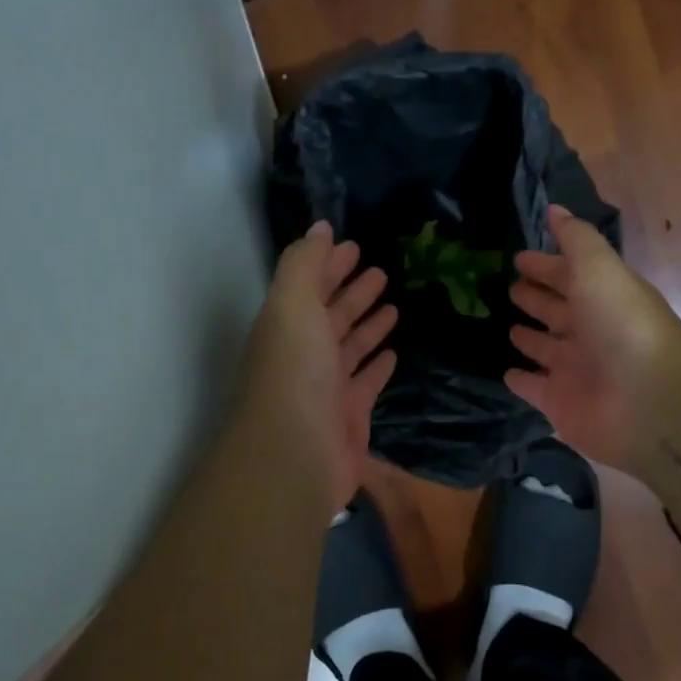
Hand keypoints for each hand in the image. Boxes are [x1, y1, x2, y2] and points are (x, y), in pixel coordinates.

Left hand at [239, 222, 397, 510]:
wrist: (295, 453)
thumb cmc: (294, 370)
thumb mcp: (292, 304)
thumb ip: (304, 263)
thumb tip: (320, 227)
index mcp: (287, 324)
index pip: (311, 286)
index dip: (329, 264)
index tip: (354, 246)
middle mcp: (305, 352)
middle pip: (332, 314)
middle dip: (352, 291)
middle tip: (380, 270)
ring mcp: (327, 385)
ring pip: (351, 345)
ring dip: (368, 323)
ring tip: (393, 304)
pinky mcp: (350, 413)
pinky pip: (367, 381)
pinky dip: (378, 364)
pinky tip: (393, 351)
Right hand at [505, 205, 680, 469]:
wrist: (649, 401)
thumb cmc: (622, 324)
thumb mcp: (599, 268)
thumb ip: (576, 239)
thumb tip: (554, 209)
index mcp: (601, 296)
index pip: (569, 275)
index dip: (546, 265)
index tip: (518, 257)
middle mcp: (590, 331)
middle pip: (557, 310)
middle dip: (536, 297)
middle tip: (509, 287)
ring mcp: (575, 369)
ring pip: (546, 348)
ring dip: (529, 337)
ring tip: (506, 327)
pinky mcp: (560, 403)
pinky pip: (534, 387)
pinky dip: (522, 380)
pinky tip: (507, 372)